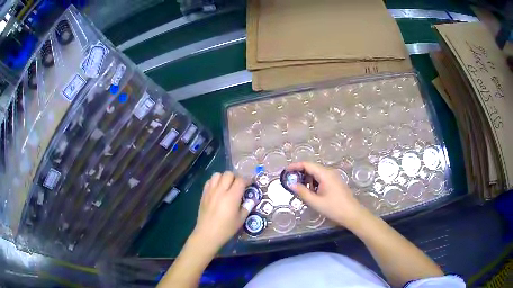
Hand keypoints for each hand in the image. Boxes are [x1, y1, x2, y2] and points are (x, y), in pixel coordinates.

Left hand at [192, 171, 249, 251]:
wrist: (207, 234)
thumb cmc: (226, 228)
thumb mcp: (240, 220)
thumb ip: (247, 207)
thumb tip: (252, 200)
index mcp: (231, 197)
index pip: (240, 180)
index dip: (247, 180)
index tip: (250, 184)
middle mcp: (220, 191)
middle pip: (228, 174)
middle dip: (235, 177)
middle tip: (239, 186)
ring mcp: (210, 191)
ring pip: (217, 175)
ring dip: (224, 178)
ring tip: (227, 186)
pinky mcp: (203, 194)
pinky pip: (209, 181)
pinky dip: (215, 182)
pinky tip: (218, 189)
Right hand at [287, 162, 366, 228]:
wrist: (352, 214)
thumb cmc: (333, 208)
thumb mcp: (315, 202)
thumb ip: (302, 192)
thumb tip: (291, 184)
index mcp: (325, 174)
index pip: (307, 164)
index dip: (295, 166)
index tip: (286, 171)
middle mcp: (330, 172)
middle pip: (312, 167)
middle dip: (300, 173)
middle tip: (291, 181)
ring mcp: (334, 176)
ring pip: (317, 173)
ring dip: (308, 178)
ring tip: (300, 188)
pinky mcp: (336, 182)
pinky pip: (322, 178)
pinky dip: (314, 182)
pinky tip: (311, 191)